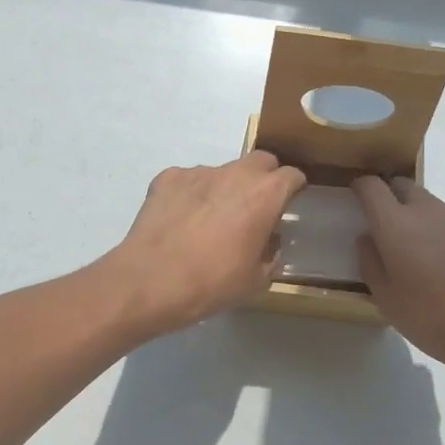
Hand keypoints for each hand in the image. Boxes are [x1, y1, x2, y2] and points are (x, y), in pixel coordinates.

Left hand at [104, 152, 306, 337]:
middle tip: (255, 207)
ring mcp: (199, 171)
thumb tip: (269, 239)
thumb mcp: (256, 279)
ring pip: (223, 171)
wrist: (151, 280)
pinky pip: (189, 180)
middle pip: (261, 161)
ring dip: (226, 188)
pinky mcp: (168, 177)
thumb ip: (271, 253)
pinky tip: (182, 220)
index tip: (290, 203)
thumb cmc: (212, 283)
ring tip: (210, 220)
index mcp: (264, 194)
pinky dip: (192, 193)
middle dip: (264, 178)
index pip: (292, 175)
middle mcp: (235, 173)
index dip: (294, 188)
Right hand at [353, 176, 444, 395]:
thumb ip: (371, 264)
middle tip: (397, 234)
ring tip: (444, 265)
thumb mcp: (388, 303)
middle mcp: (430, 210)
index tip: (359, 197)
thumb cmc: (438, 323)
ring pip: (438, 209)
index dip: (362, 188)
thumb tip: (369, 238)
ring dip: (432, 225)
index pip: (372, 187)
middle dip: (395, 201)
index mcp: (397, 226)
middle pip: (405, 188)